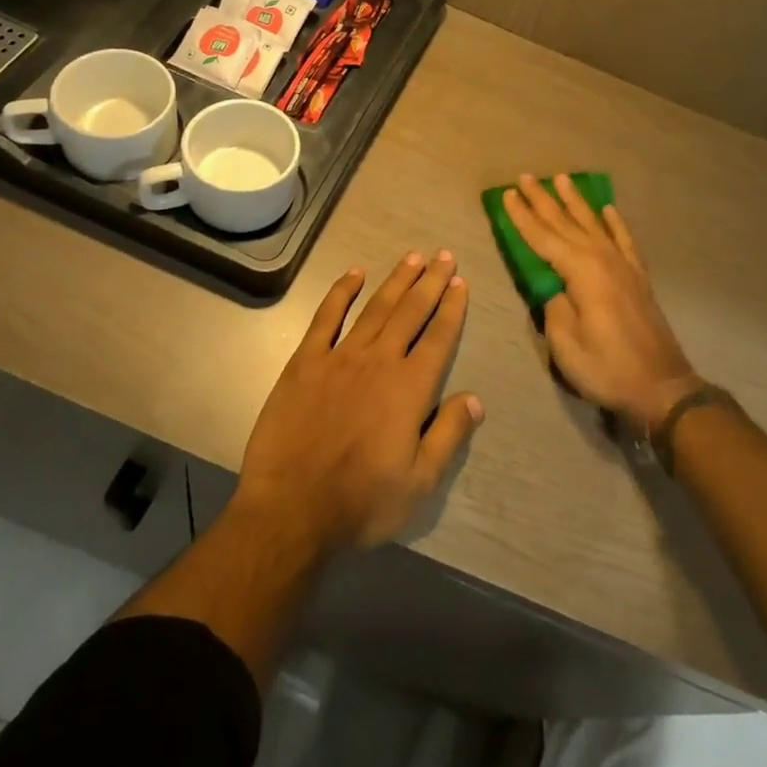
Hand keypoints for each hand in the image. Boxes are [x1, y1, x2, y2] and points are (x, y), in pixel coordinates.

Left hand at [235, 251, 483, 556]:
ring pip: (375, 308)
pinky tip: (354, 273)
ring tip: (413, 256)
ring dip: (396, 280)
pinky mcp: (305, 362)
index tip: (460, 282)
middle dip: (430, 282)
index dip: (452, 308)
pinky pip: (326, 317)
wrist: (290, 511)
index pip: (439, 337)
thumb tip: (475, 399)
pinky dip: (341, 292)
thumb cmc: (361, 502)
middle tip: (444, 255)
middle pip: (411, 312)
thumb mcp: (420, 482)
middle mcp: (380, 362)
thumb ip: (449, 435)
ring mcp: (340, 358)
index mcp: (410, 388)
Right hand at [501, 174, 699, 433]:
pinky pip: (624, 239)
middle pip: (566, 223)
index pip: (543, 238)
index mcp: (581, 272)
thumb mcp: (565, 343)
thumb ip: (553, 307)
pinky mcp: (637, 276)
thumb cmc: (607, 368)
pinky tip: (608, 209)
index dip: (523, 217)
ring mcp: (623, 265)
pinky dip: (615, 222)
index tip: (507, 195)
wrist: (661, 385)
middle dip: (543, 200)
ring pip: (594, 223)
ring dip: (575, 201)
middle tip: (526, 177)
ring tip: (562, 179)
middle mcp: (602, 259)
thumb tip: (553, 287)